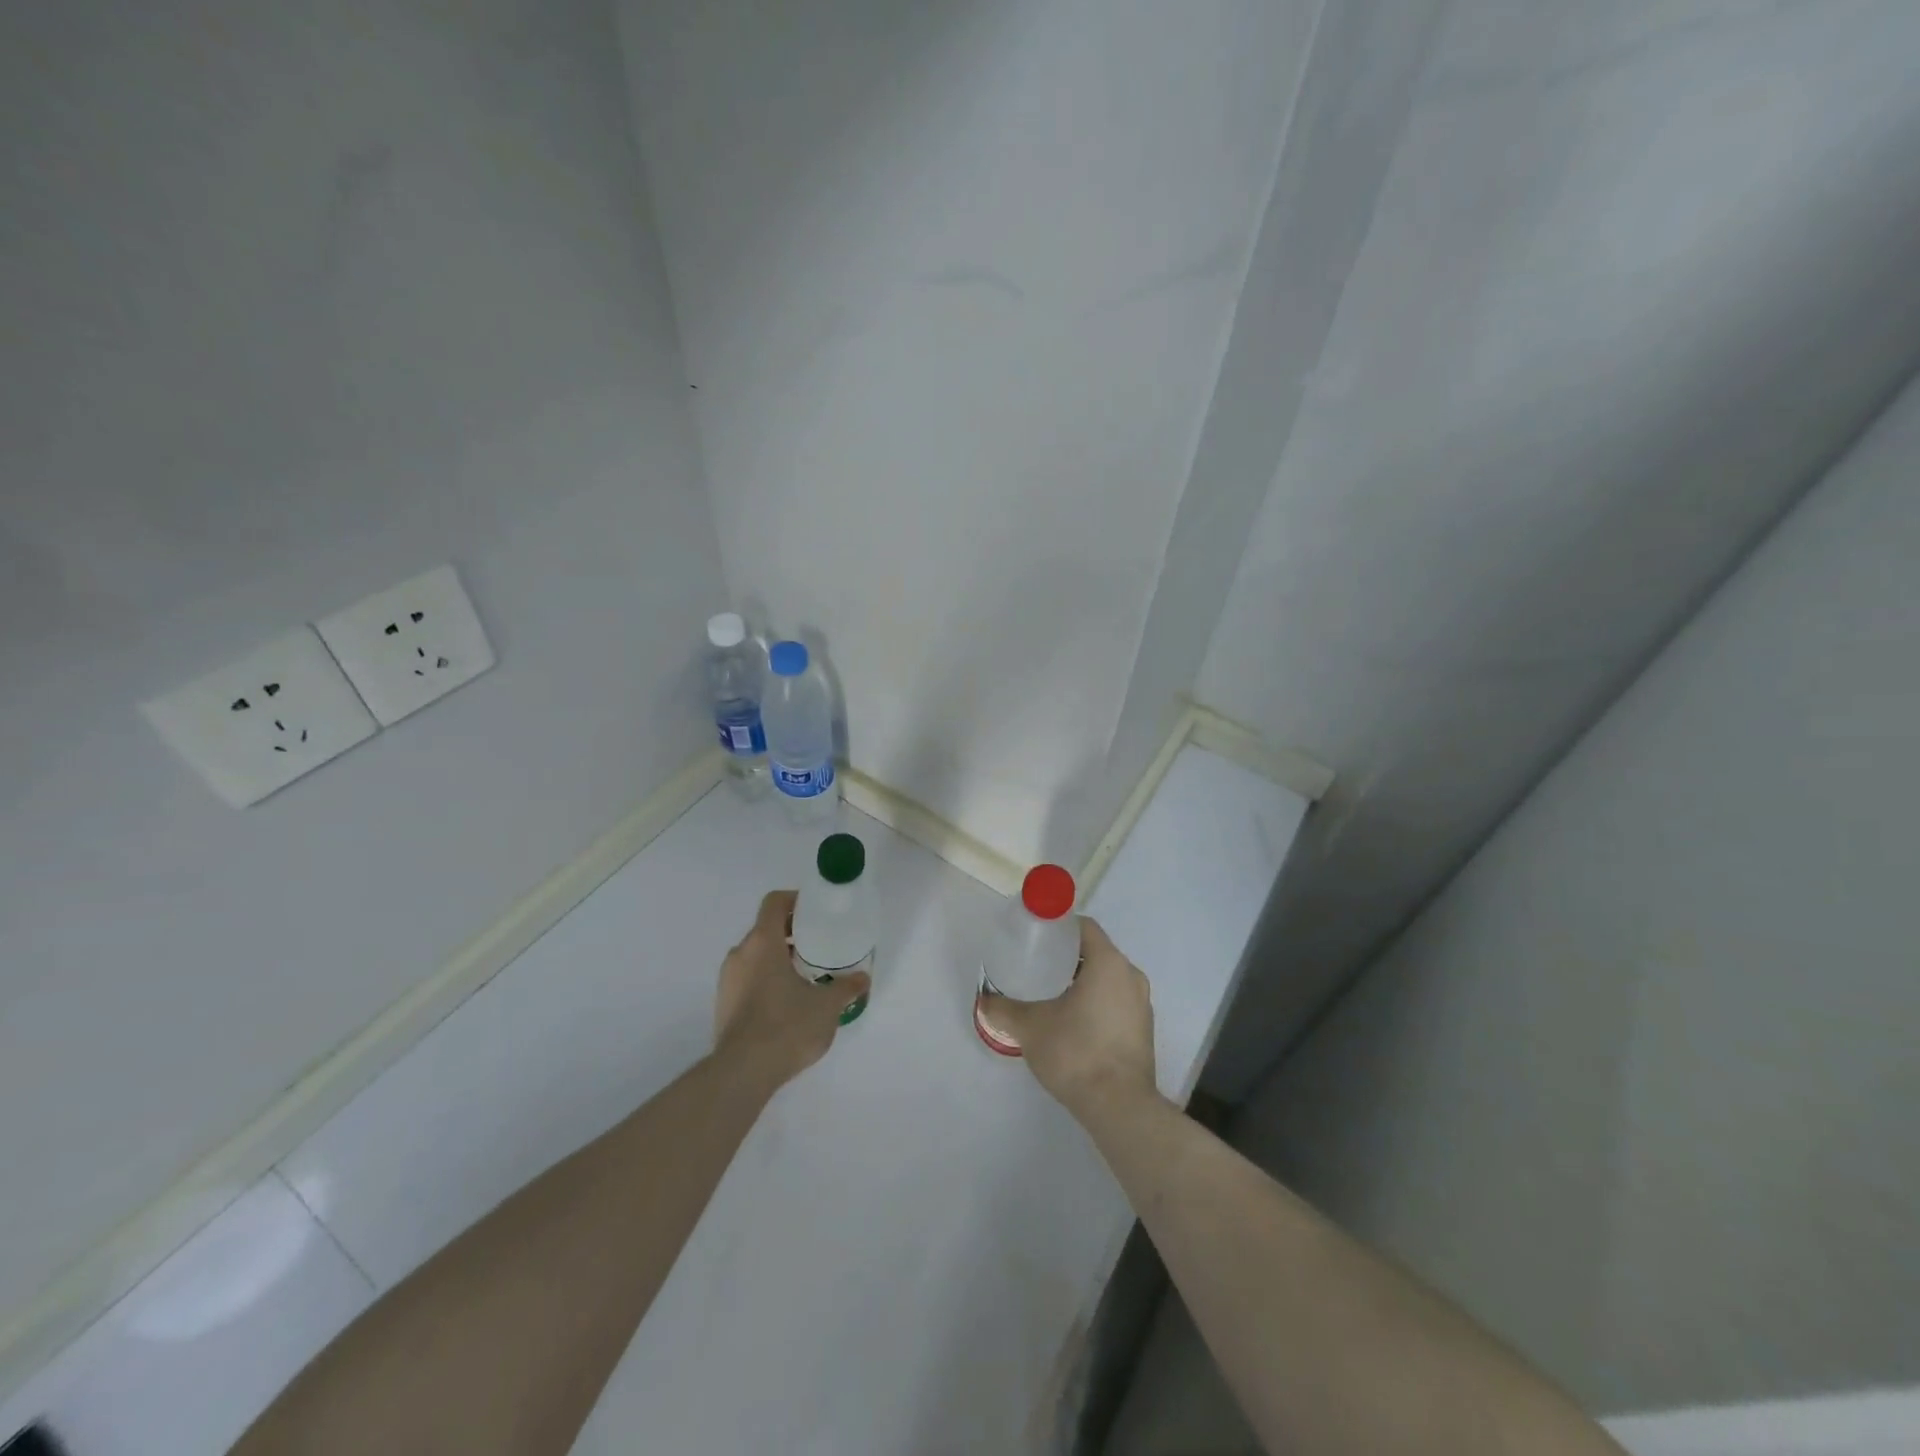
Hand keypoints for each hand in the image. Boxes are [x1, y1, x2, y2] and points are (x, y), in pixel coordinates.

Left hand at [714, 890, 869, 1088]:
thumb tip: (862, 978)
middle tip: (818, 945)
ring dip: (778, 958)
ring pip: (755, 955)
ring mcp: (727, 980)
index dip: (795, 900)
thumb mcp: (827, 1006)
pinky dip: (766, 979)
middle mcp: (740, 954)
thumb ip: (846, 987)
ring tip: (805, 976)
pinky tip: (787, 1002)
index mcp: (762, 942)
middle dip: (792, 933)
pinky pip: (747, 979)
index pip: (774, 902)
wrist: (742, 1072)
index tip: (815, 912)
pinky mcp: (723, 1004)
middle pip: (765, 929)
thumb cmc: (786, 1026)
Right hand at [978, 917, 1157, 1122]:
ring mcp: (1142, 1004)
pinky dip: (1097, 1002)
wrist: (1119, 1107)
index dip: (1059, 927)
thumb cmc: (1076, 1052)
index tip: (1037, 937)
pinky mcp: (1144, 1030)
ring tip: (1051, 994)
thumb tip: (984, 1000)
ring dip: (1083, 981)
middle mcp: (1131, 976)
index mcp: (1109, 963)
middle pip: (1096, 952)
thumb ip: (1004, 1009)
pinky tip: (1073, 1022)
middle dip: (1068, 956)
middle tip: (1037, 965)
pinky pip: (1117, 1001)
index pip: (1085, 927)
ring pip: (1108, 978)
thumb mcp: (1030, 1027)